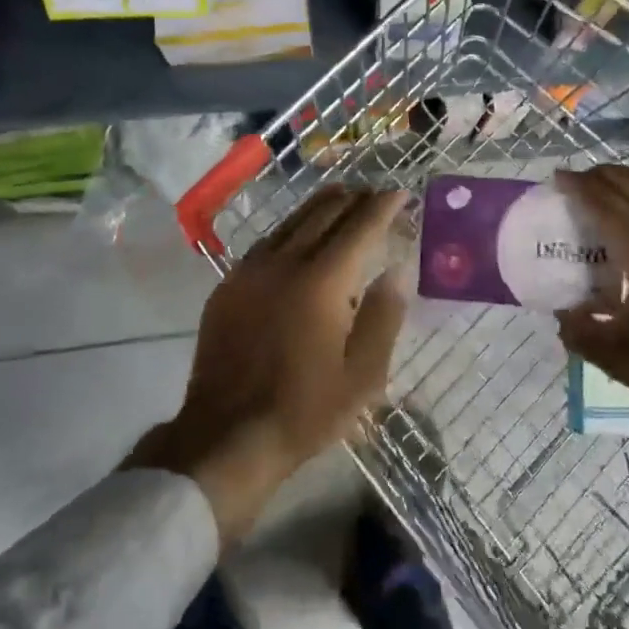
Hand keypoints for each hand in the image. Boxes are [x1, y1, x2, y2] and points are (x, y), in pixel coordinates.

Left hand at [129, 185, 407, 543]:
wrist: (228, 435)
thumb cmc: (305, 410)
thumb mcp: (362, 374)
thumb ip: (383, 315)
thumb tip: (397, 270)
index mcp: (322, 282)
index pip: (359, 227)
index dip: (383, 206)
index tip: (400, 192)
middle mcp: (284, 263)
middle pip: (323, 213)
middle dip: (354, 198)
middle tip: (376, 194)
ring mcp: (250, 271)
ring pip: (291, 221)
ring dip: (321, 206)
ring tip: (343, 197)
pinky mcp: (229, 285)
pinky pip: (267, 241)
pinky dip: (292, 228)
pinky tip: (299, 233)